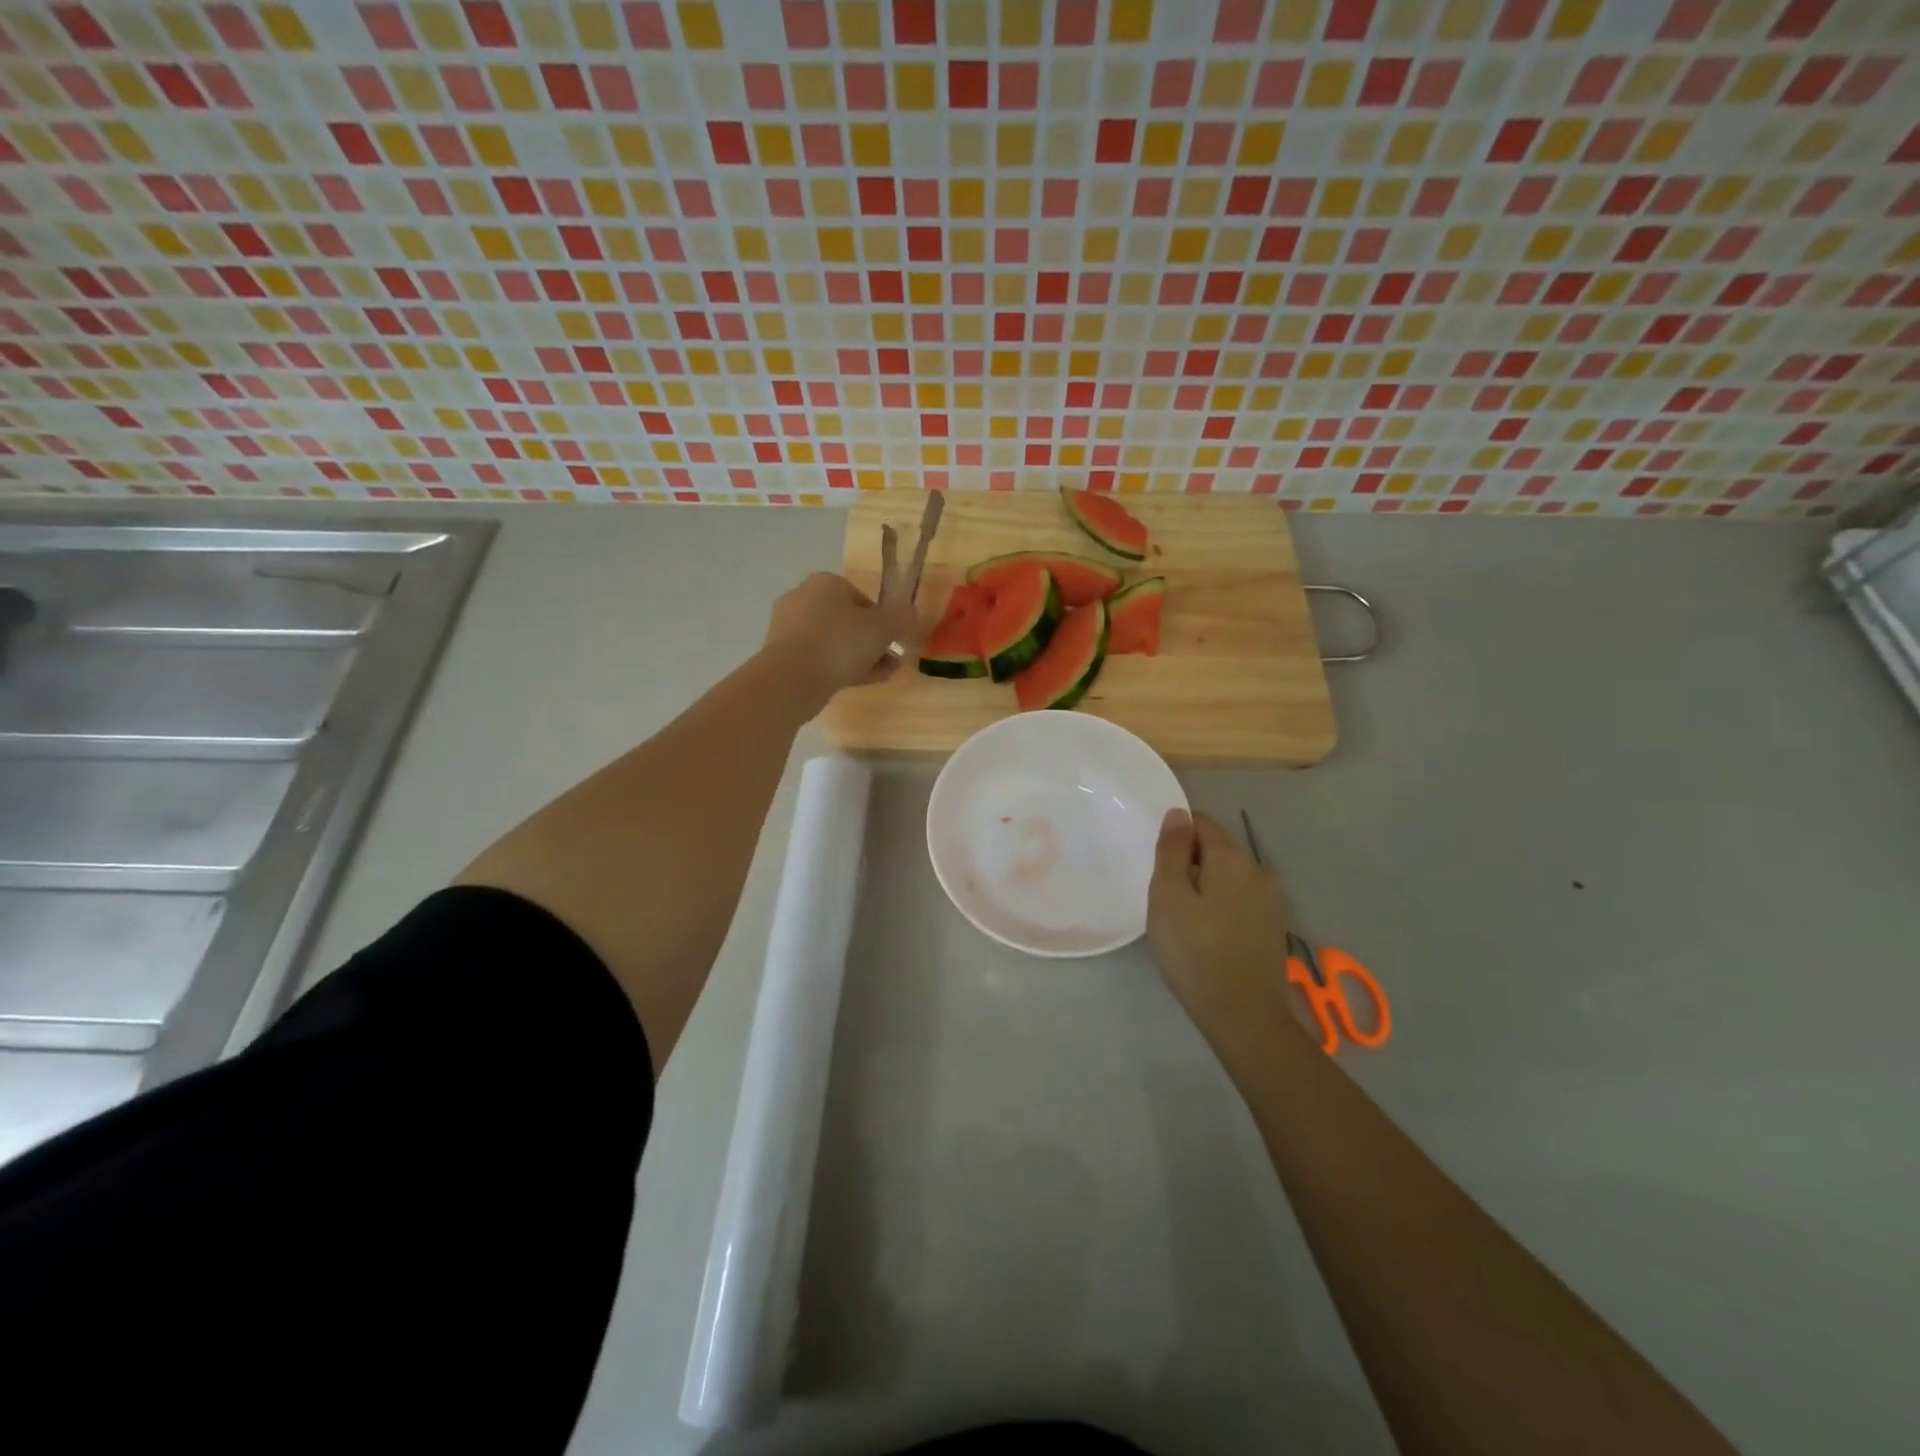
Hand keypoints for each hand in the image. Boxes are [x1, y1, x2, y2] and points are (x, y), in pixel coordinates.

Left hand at [763, 572, 922, 695]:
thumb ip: (902, 617)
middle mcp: (802, 598)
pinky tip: (858, 682)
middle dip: (871, 640)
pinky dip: (838, 667)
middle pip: (847, 620)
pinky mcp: (781, 655)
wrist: (791, 679)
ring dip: (859, 656)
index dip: (883, 619)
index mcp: (825, 582)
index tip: (894, 639)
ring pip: (833, 641)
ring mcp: (788, 628)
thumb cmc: (840, 643)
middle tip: (890, 659)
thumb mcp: (883, 627)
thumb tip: (911, 613)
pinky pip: (818, 658)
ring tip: (881, 675)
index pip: (862, 597)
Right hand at [1147, 810, 1298, 1041]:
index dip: (1176, 837)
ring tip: (1183, 918)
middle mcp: (1259, 870)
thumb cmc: (1194, 950)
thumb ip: (1172, 850)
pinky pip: (1240, 901)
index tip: (1157, 866)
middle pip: (1217, 850)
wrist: (1242, 1014)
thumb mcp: (1168, 895)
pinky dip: (1221, 907)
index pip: (1201, 824)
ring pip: (1229, 877)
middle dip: (1190, 863)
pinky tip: (1207, 935)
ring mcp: (1272, 900)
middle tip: (1165, 897)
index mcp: (1233, 857)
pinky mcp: (1273, 927)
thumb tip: (1178, 814)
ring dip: (1206, 887)